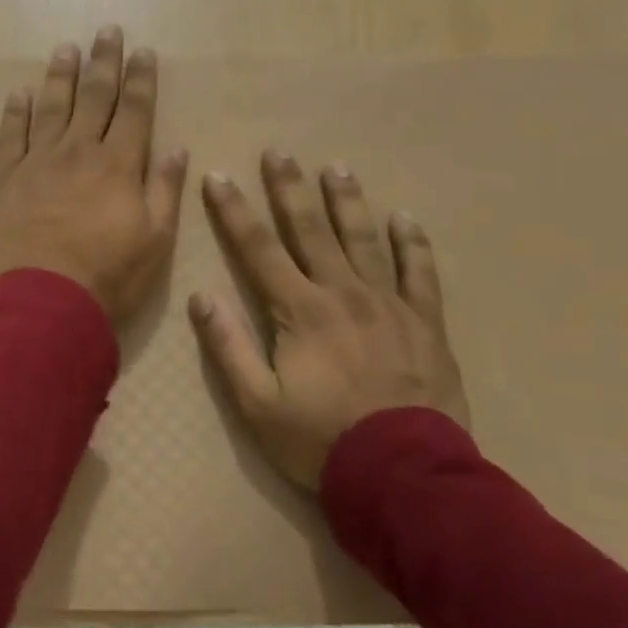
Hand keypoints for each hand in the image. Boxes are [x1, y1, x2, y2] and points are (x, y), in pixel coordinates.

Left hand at [0, 26, 188, 321]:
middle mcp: (78, 152)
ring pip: (51, 108)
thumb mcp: (155, 241)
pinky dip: (15, 112)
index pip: (134, 110)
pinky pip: (11, 136)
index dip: (140, 79)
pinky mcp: (5, 179)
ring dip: (60, 76)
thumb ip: (164, 191)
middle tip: (106, 31)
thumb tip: (175, 148)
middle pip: (93, 98)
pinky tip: (19, 93)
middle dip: (103, 62)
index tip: (143, 51)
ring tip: (66, 48)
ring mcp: (37, 162)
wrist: (42, 304)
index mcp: (118, 166)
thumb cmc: (107, 278)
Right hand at [189, 153, 468, 490]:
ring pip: (365, 240)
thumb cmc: (321, 441)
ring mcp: (390, 305)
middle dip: (289, 189)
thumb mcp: (257, 404)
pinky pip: (420, 273)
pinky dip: (412, 243)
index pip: (258, 249)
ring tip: (337, 168)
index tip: (219, 177)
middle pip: (312, 230)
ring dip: (347, 202)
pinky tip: (405, 219)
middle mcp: (344, 294)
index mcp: (300, 311)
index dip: (234, 212)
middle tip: (280, 152)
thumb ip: (228, 347)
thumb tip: (202, 297)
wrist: (406, 476)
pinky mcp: (425, 323)